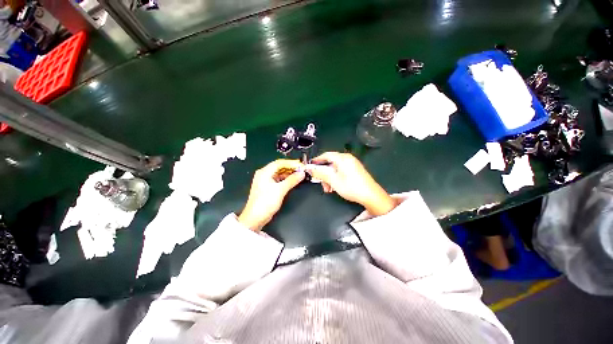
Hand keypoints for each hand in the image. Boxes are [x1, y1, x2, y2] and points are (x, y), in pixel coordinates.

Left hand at [238, 159, 304, 230]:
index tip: (301, 165)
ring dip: (289, 174)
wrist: (255, 218)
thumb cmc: (266, 202)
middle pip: (279, 167)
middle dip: (291, 168)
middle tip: (302, 170)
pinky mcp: (267, 187)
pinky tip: (292, 181)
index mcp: (264, 172)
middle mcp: (264, 174)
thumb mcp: (280, 190)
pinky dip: (286, 179)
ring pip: (279, 173)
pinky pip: (278, 179)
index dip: (291, 163)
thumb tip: (301, 174)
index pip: (280, 163)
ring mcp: (265, 181)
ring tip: (299, 175)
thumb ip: (292, 180)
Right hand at [306, 152, 395, 215]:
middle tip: (322, 184)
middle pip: (330, 163)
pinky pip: (341, 172)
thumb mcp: (333, 180)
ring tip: (329, 189)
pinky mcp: (355, 171)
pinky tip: (335, 187)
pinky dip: (336, 179)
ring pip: (335, 169)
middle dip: (324, 174)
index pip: (326, 155)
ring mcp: (352, 165)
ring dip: (329, 178)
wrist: (371, 196)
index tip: (310, 167)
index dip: (317, 160)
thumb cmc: (351, 187)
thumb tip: (309, 168)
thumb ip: (320, 173)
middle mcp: (348, 159)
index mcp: (343, 158)